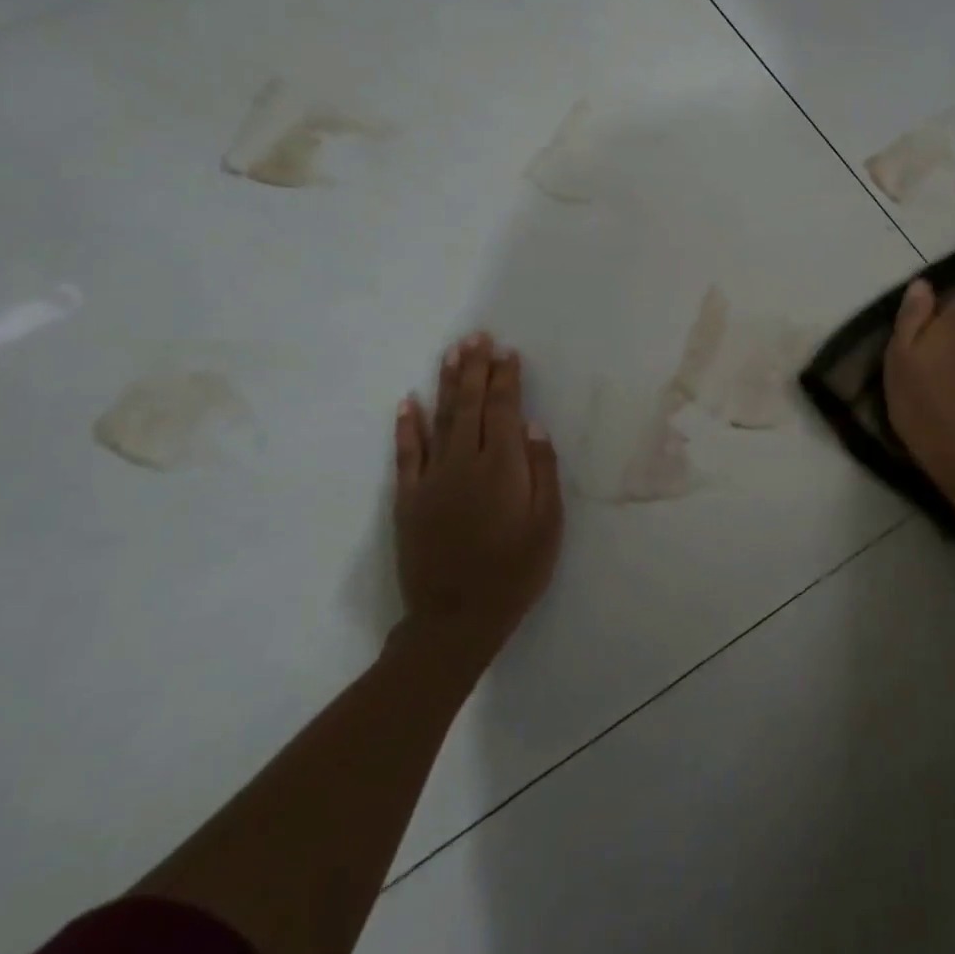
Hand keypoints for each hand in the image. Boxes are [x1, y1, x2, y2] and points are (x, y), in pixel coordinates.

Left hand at [391, 331, 562, 672]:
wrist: (457, 616)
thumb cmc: (516, 570)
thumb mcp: (548, 523)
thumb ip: (542, 471)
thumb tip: (532, 427)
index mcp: (502, 468)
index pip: (503, 411)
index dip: (505, 379)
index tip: (506, 352)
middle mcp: (464, 463)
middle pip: (470, 406)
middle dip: (475, 369)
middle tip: (476, 337)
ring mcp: (431, 479)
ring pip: (438, 420)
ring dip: (445, 384)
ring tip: (451, 353)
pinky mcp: (408, 499)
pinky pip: (406, 454)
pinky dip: (407, 426)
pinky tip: (409, 401)